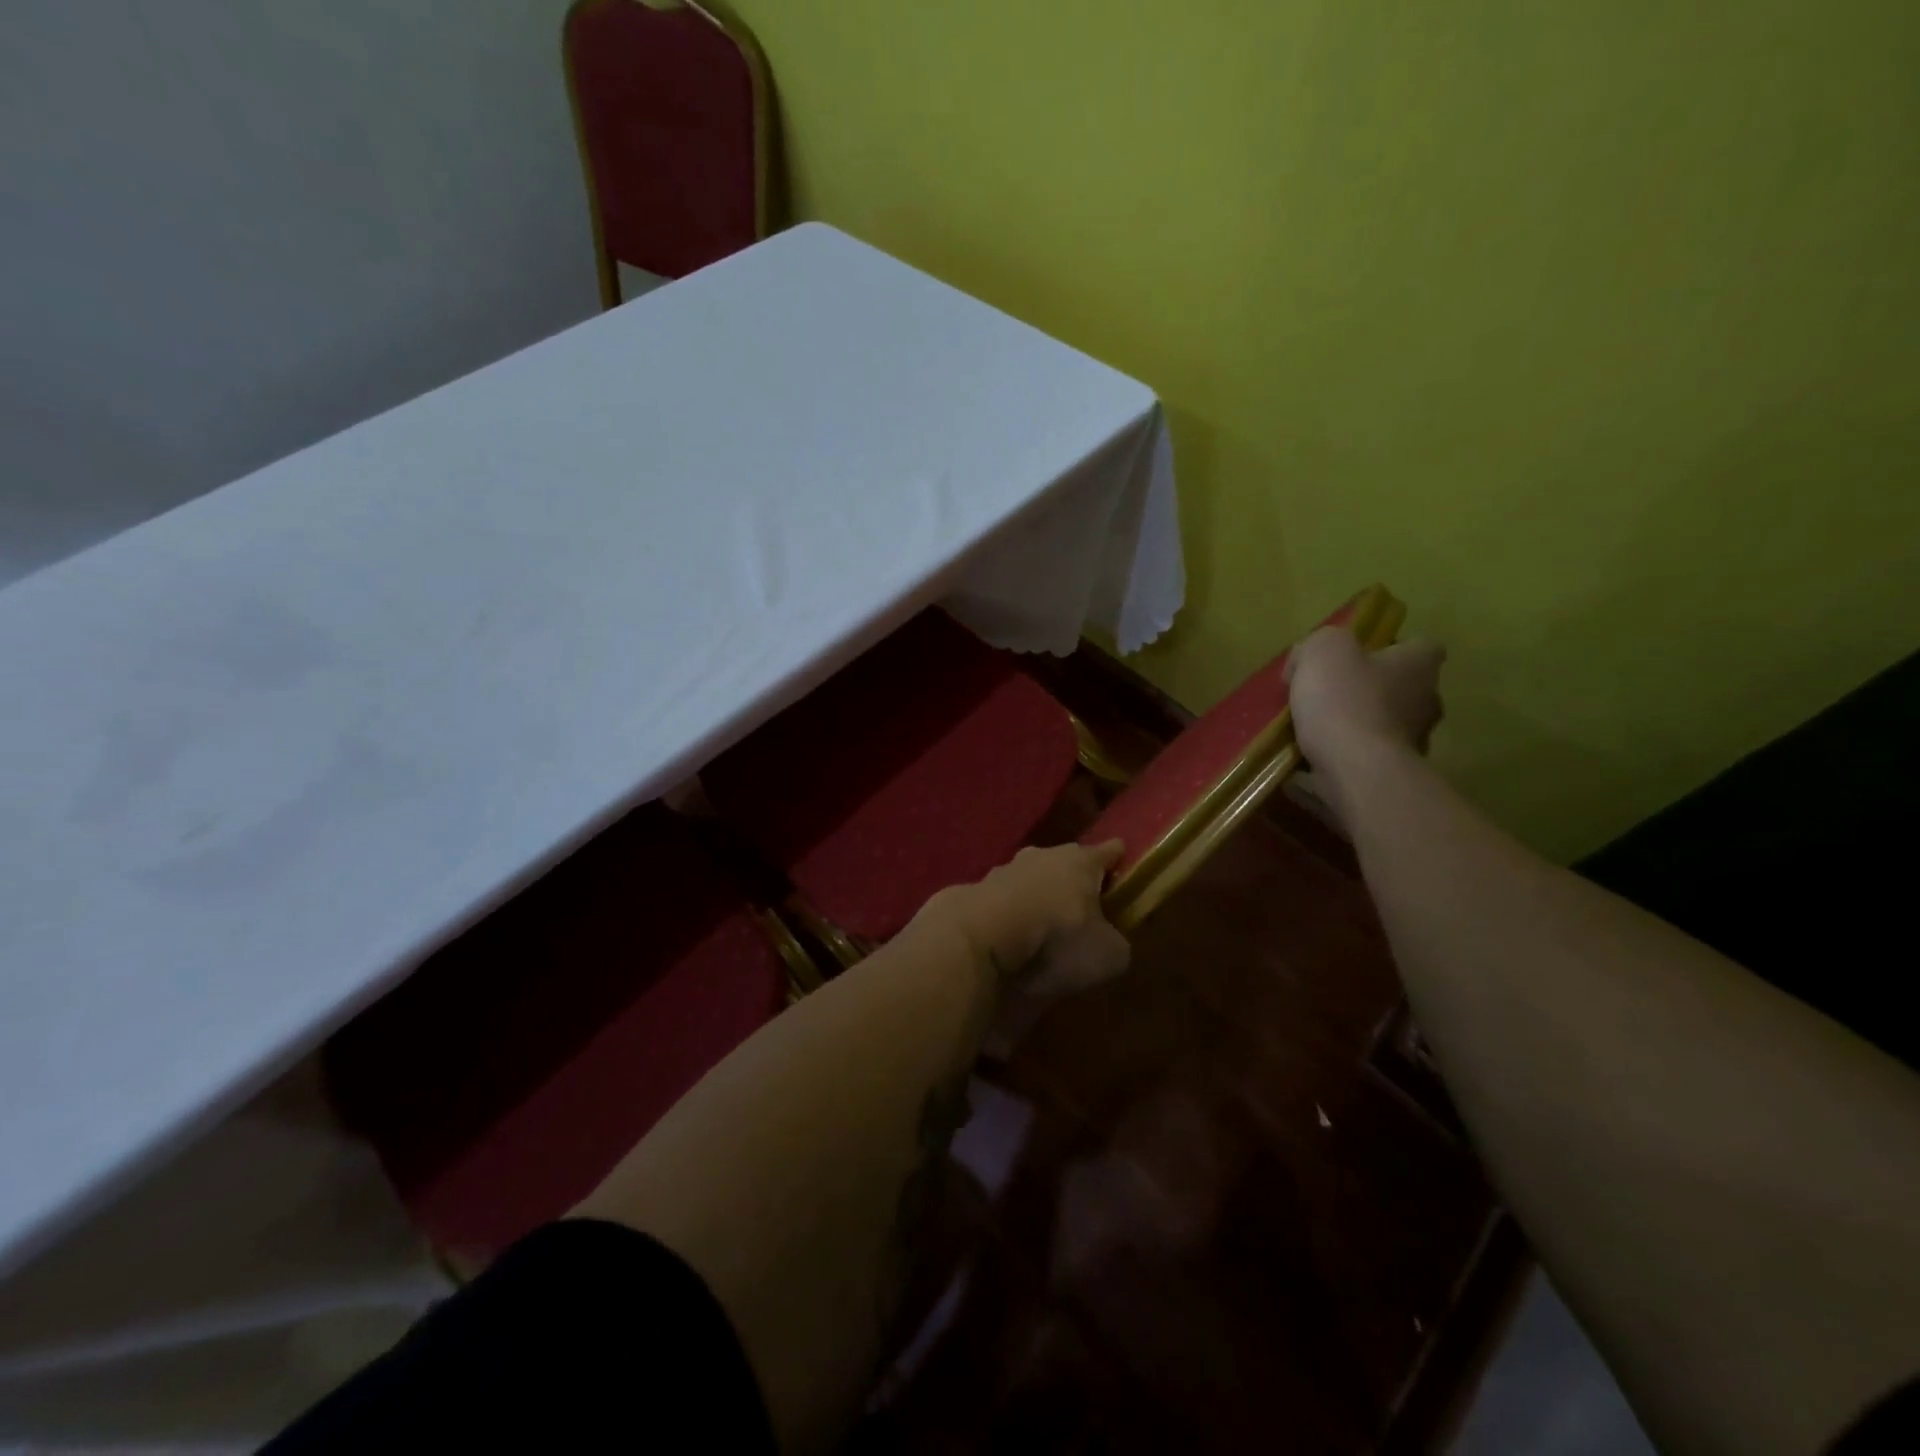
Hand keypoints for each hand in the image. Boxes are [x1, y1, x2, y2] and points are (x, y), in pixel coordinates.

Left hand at [927, 841, 1130, 1053]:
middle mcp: (1042, 856)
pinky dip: (1009, 914)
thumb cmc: (1055, 940)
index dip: (1117, 857)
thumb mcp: (1108, 956)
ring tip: (1043, 922)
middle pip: (1065, 861)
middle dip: (1074, 878)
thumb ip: (1116, 944)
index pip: (1107, 852)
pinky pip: (1002, 901)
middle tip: (1084, 901)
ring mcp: (1003, 870)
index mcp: (1080, 861)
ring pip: (1030, 878)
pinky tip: (1010, 934)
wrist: (978, 939)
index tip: (1122, 857)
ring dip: (1037, 895)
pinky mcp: (974, 891)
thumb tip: (1109, 943)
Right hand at [1286, 626, 1445, 821]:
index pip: (1420, 646)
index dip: (1389, 648)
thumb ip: (1318, 644)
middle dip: (1368, 691)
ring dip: (1356, 727)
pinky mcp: (1393, 775)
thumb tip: (1307, 661)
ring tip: (1312, 734)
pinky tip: (1311, 761)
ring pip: (1383, 726)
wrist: (1355, 771)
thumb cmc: (1345, 701)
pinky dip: (1344, 759)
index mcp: (1419, 666)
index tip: (1356, 658)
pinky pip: (1366, 760)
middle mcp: (1427, 702)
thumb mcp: (1323, 650)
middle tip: (1326, 697)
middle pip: (1400, 688)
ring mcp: (1414, 743)